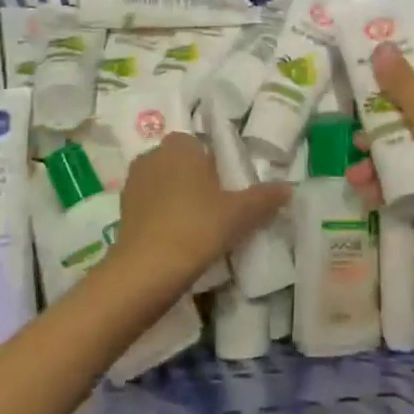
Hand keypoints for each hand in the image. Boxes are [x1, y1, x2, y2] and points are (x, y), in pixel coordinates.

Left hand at [116, 134, 288, 290]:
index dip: (215, 165)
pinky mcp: (123, 208)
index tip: (228, 190)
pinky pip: (149, 204)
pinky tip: (176, 238)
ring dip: (177, 198)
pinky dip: (161, 216)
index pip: (201, 145)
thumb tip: (289, 188)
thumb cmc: (197, 227)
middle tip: (217, 209)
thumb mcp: (239, 214)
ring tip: (197, 227)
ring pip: (164, 183)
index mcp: (181, 146)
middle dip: (195, 180)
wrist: (147, 269)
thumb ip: (264, 198)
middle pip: (181, 163)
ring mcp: (134, 182)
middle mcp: (154, 155)